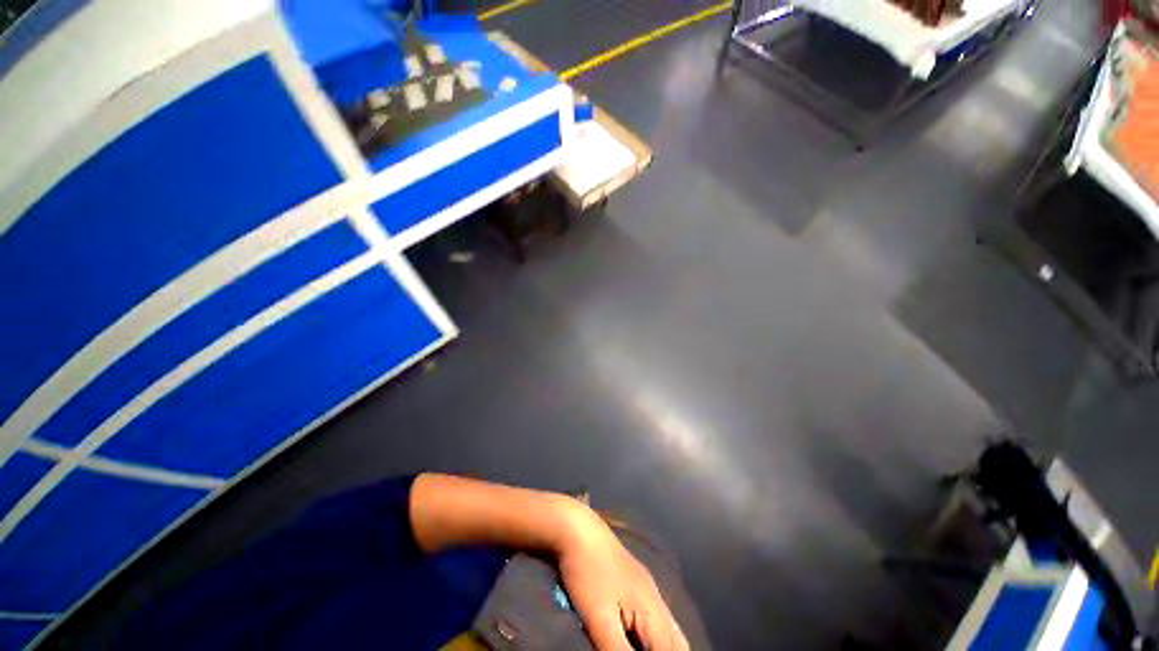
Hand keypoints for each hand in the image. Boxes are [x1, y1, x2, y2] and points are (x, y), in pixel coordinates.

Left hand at [555, 505, 689, 650]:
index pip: (673, 650)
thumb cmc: (588, 572)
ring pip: (669, 628)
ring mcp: (645, 587)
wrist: (576, 528)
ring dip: (665, 646)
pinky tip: (640, 640)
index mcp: (653, 609)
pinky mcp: (633, 583)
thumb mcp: (600, 619)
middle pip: (677, 640)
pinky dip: (653, 637)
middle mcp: (655, 598)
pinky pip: (654, 618)